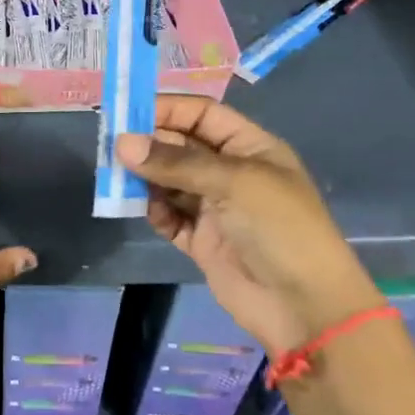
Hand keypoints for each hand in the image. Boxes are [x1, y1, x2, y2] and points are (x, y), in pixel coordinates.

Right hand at [117, 96, 379, 353]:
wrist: (303, 306)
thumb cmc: (278, 227)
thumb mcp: (232, 182)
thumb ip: (175, 161)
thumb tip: (122, 143)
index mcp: (249, 147)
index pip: (201, 115)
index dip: (166, 109)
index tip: (125, 113)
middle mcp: (230, 172)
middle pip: (180, 146)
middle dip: (148, 144)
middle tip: (111, 147)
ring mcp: (215, 208)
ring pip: (169, 182)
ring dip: (145, 179)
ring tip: (118, 179)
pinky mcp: (201, 240)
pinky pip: (169, 217)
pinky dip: (155, 212)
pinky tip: (149, 211)